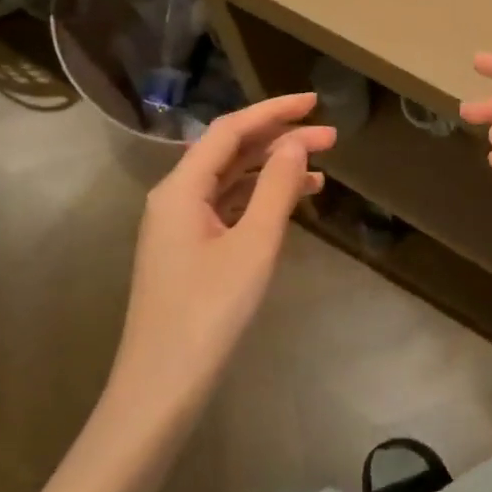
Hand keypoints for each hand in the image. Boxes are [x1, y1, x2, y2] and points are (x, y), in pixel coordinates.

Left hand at [106, 93, 333, 419]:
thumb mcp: (253, 245)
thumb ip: (276, 188)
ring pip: (231, 181)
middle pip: (231, 153)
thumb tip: (295, 143)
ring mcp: (180, 227)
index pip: (231, 131)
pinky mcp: (189, 252)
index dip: (274, 111)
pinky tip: (291, 204)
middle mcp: (176, 198)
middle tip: (331, 138)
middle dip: (280, 140)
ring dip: (273, 170)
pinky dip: (261, 200)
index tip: (315, 102)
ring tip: (321, 171)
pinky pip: (228, 209)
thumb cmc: (208, 312)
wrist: (161, 388)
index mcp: (181, 188)